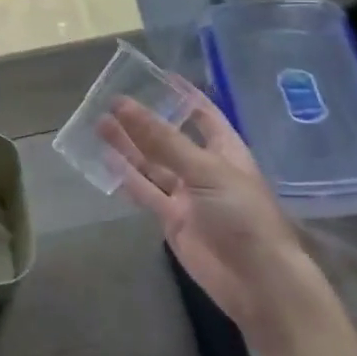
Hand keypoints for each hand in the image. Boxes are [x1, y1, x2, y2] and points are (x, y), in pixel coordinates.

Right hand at [99, 87, 316, 343]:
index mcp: (225, 150)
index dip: (182, 95)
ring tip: (100, 123)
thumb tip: (126, 106)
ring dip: (129, 145)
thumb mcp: (204, 170)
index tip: (156, 75)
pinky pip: (145, 191)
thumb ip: (163, 140)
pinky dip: (126, 176)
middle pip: (170, 138)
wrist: (256, 280)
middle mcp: (205, 168)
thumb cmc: (241, 214)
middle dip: (144, 120)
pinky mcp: (172, 219)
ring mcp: (187, 195)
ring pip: (152, 164)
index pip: (202, 114)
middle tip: (112, 100)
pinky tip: (106, 159)